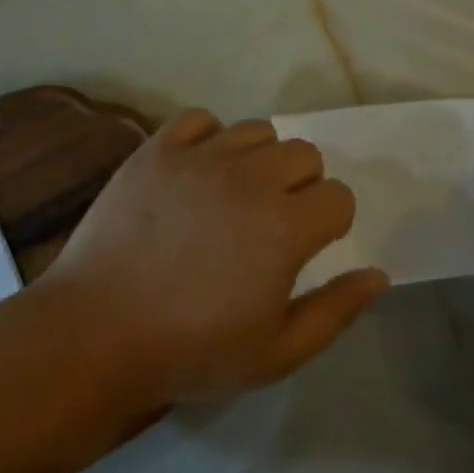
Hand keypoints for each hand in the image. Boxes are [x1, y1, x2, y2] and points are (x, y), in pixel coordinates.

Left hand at [42, 110, 389, 404]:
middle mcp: (249, 179)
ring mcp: (199, 158)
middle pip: (304, 154)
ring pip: (257, 131)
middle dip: (302, 186)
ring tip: (235, 195)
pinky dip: (209, 139)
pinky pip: (200, 119)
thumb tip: (378, 274)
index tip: (306, 248)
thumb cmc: (192, 350)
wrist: (95, 334)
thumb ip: (336, 311)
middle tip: (272, 223)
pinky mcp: (156, 150)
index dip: (330, 223)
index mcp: (285, 226)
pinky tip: (198, 172)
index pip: (338, 196)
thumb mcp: (278, 353)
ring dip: (260, 160)